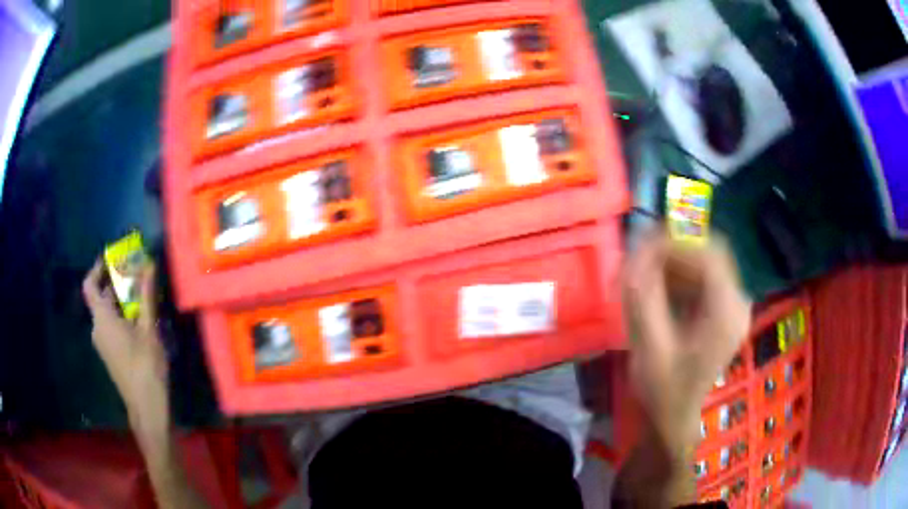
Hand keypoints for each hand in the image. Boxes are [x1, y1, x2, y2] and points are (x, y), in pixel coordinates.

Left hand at [83, 258, 169, 446]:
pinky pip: (112, 326)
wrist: (147, 407)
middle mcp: (98, 328)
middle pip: (101, 297)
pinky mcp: (110, 353)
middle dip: (118, 283)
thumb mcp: (148, 329)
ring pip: (108, 312)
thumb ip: (146, 295)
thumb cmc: (145, 366)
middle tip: (137, 275)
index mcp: (102, 318)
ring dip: (122, 300)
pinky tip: (141, 320)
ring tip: (143, 297)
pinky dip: (122, 316)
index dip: (97, 268)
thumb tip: (148, 264)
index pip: (89, 285)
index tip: (112, 258)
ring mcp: (103, 342)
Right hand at [623, 232, 750, 455]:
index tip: (641, 245)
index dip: (674, 242)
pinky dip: (679, 275)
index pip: (708, 254)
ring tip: (644, 271)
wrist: (673, 418)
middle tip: (641, 255)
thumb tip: (635, 251)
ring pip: (706, 262)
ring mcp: (733, 306)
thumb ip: (642, 296)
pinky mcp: (723, 311)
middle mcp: (737, 302)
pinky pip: (703, 278)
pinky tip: (658, 288)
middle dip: (674, 248)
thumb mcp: (649, 345)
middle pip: (710, 252)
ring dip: (675, 261)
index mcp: (726, 312)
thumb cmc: (662, 389)